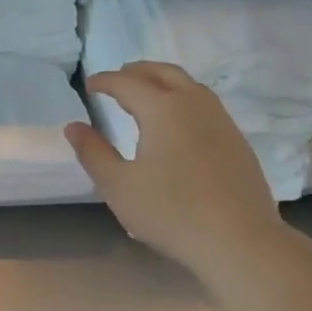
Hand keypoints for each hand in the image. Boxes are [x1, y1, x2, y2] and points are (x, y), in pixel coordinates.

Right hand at [64, 62, 286, 276]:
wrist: (238, 239)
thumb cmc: (170, 212)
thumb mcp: (119, 186)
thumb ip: (94, 153)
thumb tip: (73, 127)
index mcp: (162, 109)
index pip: (128, 84)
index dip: (105, 81)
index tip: (89, 84)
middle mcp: (194, 104)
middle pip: (163, 73)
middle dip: (138, 71)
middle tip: (118, 77)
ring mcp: (221, 120)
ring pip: (189, 85)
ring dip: (164, 81)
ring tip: (147, 93)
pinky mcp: (236, 140)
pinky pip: (205, 104)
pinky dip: (184, 99)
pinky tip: (179, 122)